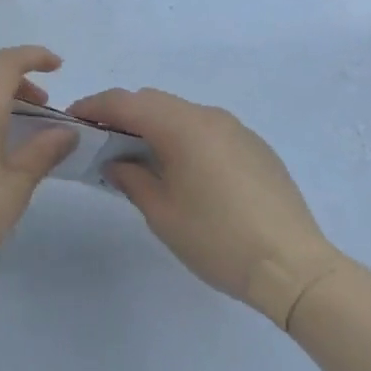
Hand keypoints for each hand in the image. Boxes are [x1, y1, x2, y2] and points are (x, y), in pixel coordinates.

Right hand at [70, 87, 344, 327]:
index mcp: (179, 126)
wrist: (296, 268)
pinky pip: (207, 129)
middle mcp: (207, 116)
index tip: (73, 117)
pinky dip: (185, 137)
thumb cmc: (218, 239)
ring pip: (181, 113)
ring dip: (155, 125)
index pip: (124, 102)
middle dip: (123, 113)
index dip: (94, 106)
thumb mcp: (162, 214)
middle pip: (152, 101)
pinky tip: (186, 170)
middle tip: (103, 139)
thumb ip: (131, 178)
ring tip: (141, 155)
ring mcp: (235, 129)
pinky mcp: (256, 147)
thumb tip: (117, 162)